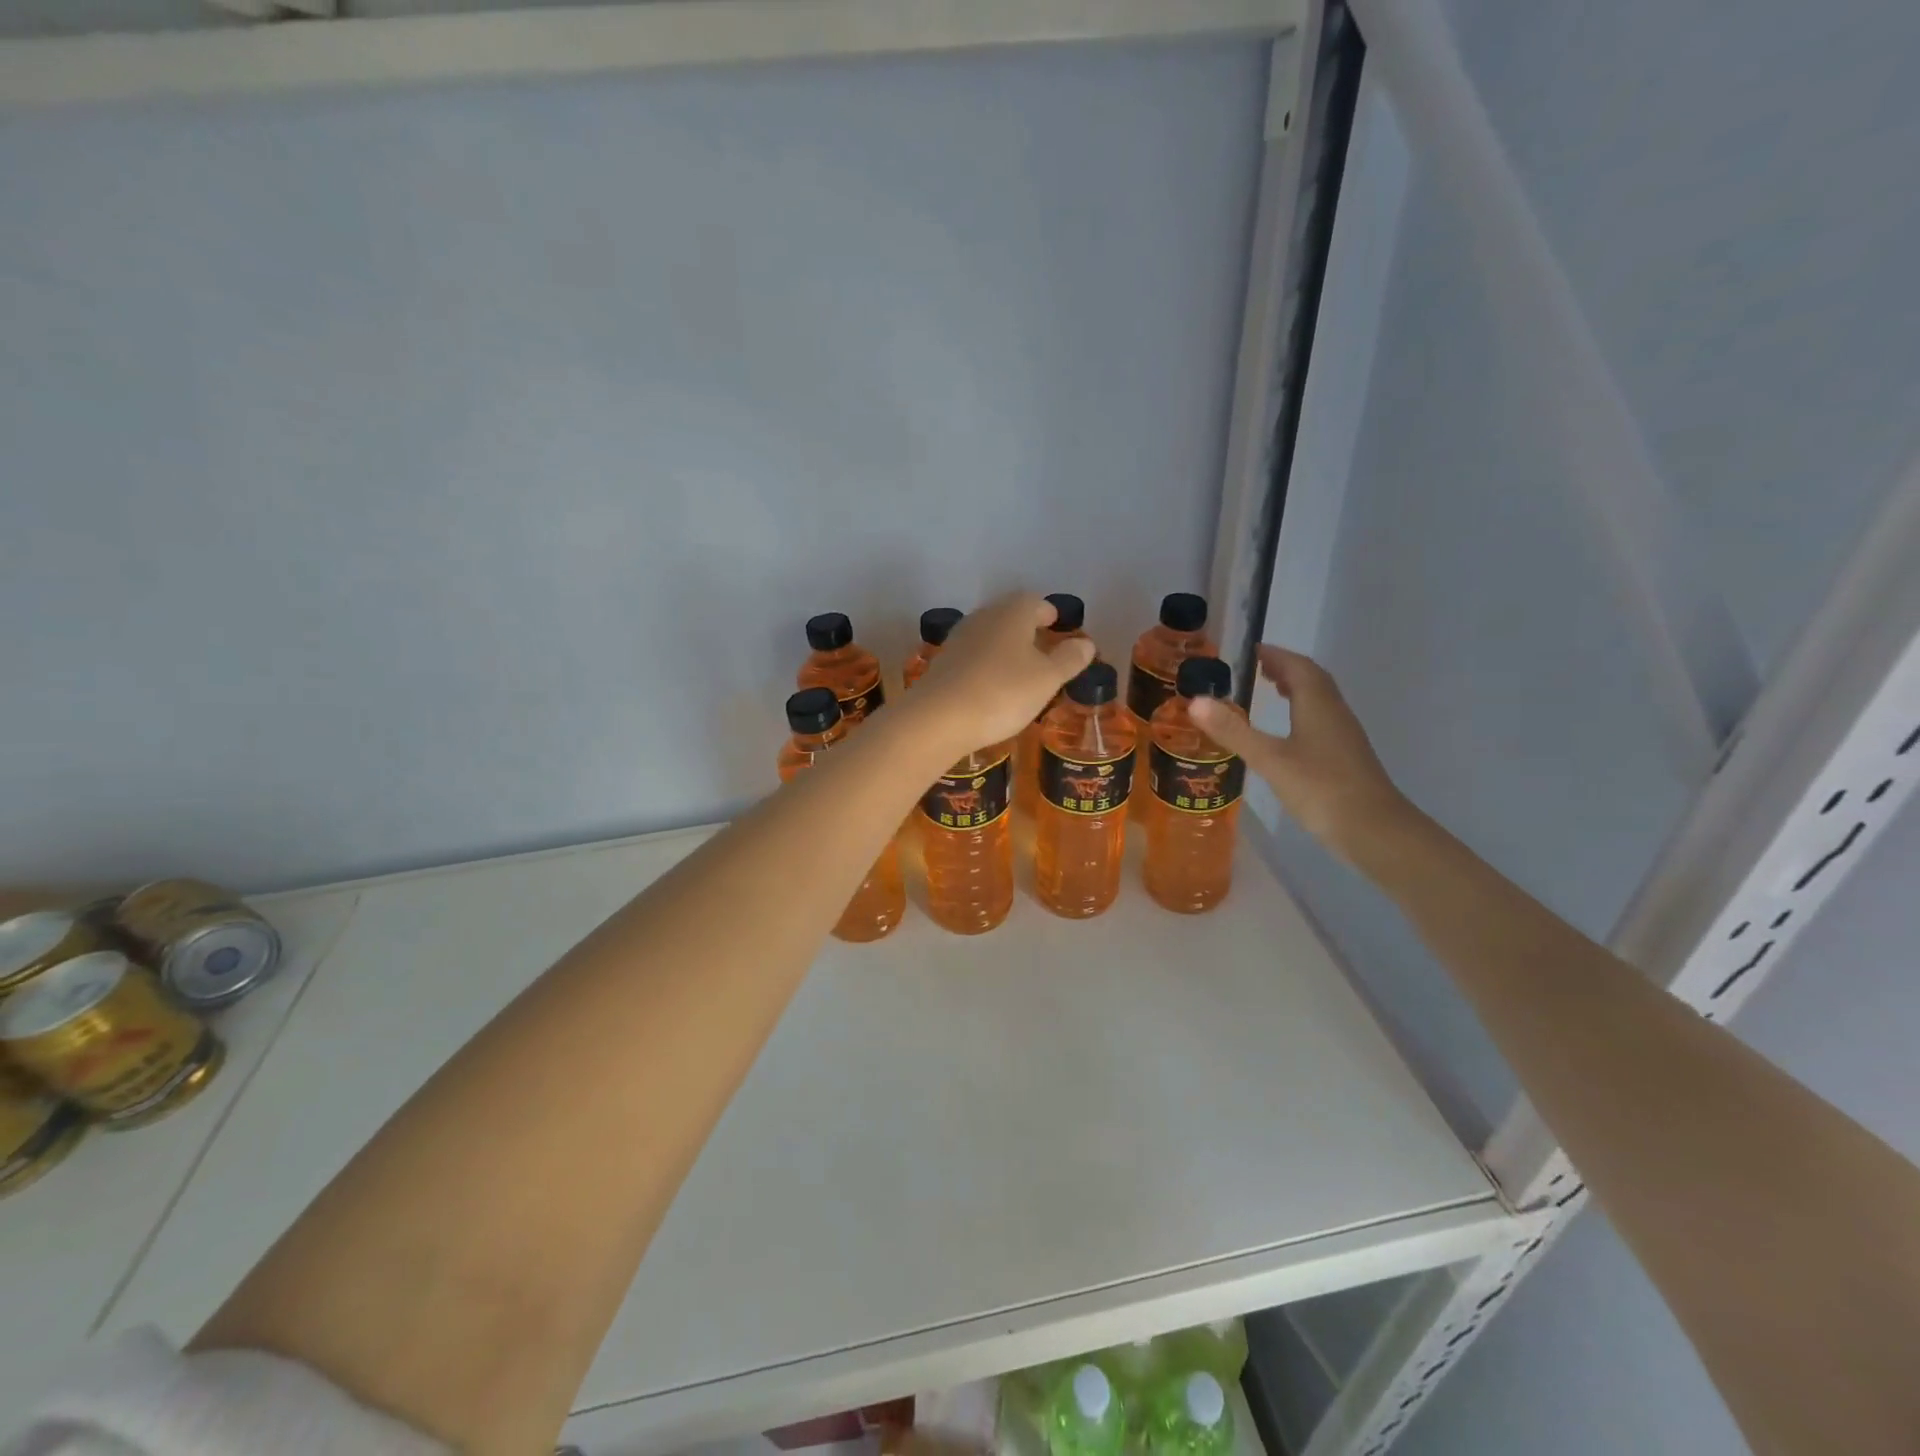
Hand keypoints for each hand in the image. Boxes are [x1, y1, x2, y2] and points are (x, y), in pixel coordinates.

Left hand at [906, 593, 1095, 759]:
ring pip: (989, 634)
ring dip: (1005, 646)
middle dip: (1027, 628)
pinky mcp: (943, 663)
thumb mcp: (1047, 679)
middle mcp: (983, 617)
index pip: (1035, 602)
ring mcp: (958, 639)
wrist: (938, 718)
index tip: (1057, 625)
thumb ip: (1069, 659)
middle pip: (1009, 615)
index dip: (1048, 613)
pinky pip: (973, 656)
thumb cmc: (1003, 693)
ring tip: (1020, 668)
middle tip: (1042, 647)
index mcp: (1012, 613)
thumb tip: (1086, 643)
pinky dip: (986, 664)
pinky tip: (992, 685)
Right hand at [1188, 645, 1415, 861]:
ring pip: (1319, 700)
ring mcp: (1344, 736)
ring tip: (1271, 689)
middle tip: (1258, 667)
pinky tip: (1289, 732)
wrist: (1374, 830)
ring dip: (1296, 688)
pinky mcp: (1345, 758)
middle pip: (1312, 680)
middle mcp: (1334, 713)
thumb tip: (1195, 701)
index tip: (1253, 650)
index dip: (1276, 655)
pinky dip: (1302, 712)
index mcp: (1318, 705)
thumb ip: (1233, 731)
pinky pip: (1322, 720)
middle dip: (1286, 668)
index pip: (1298, 667)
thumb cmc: (1320, 789)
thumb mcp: (1269, 760)